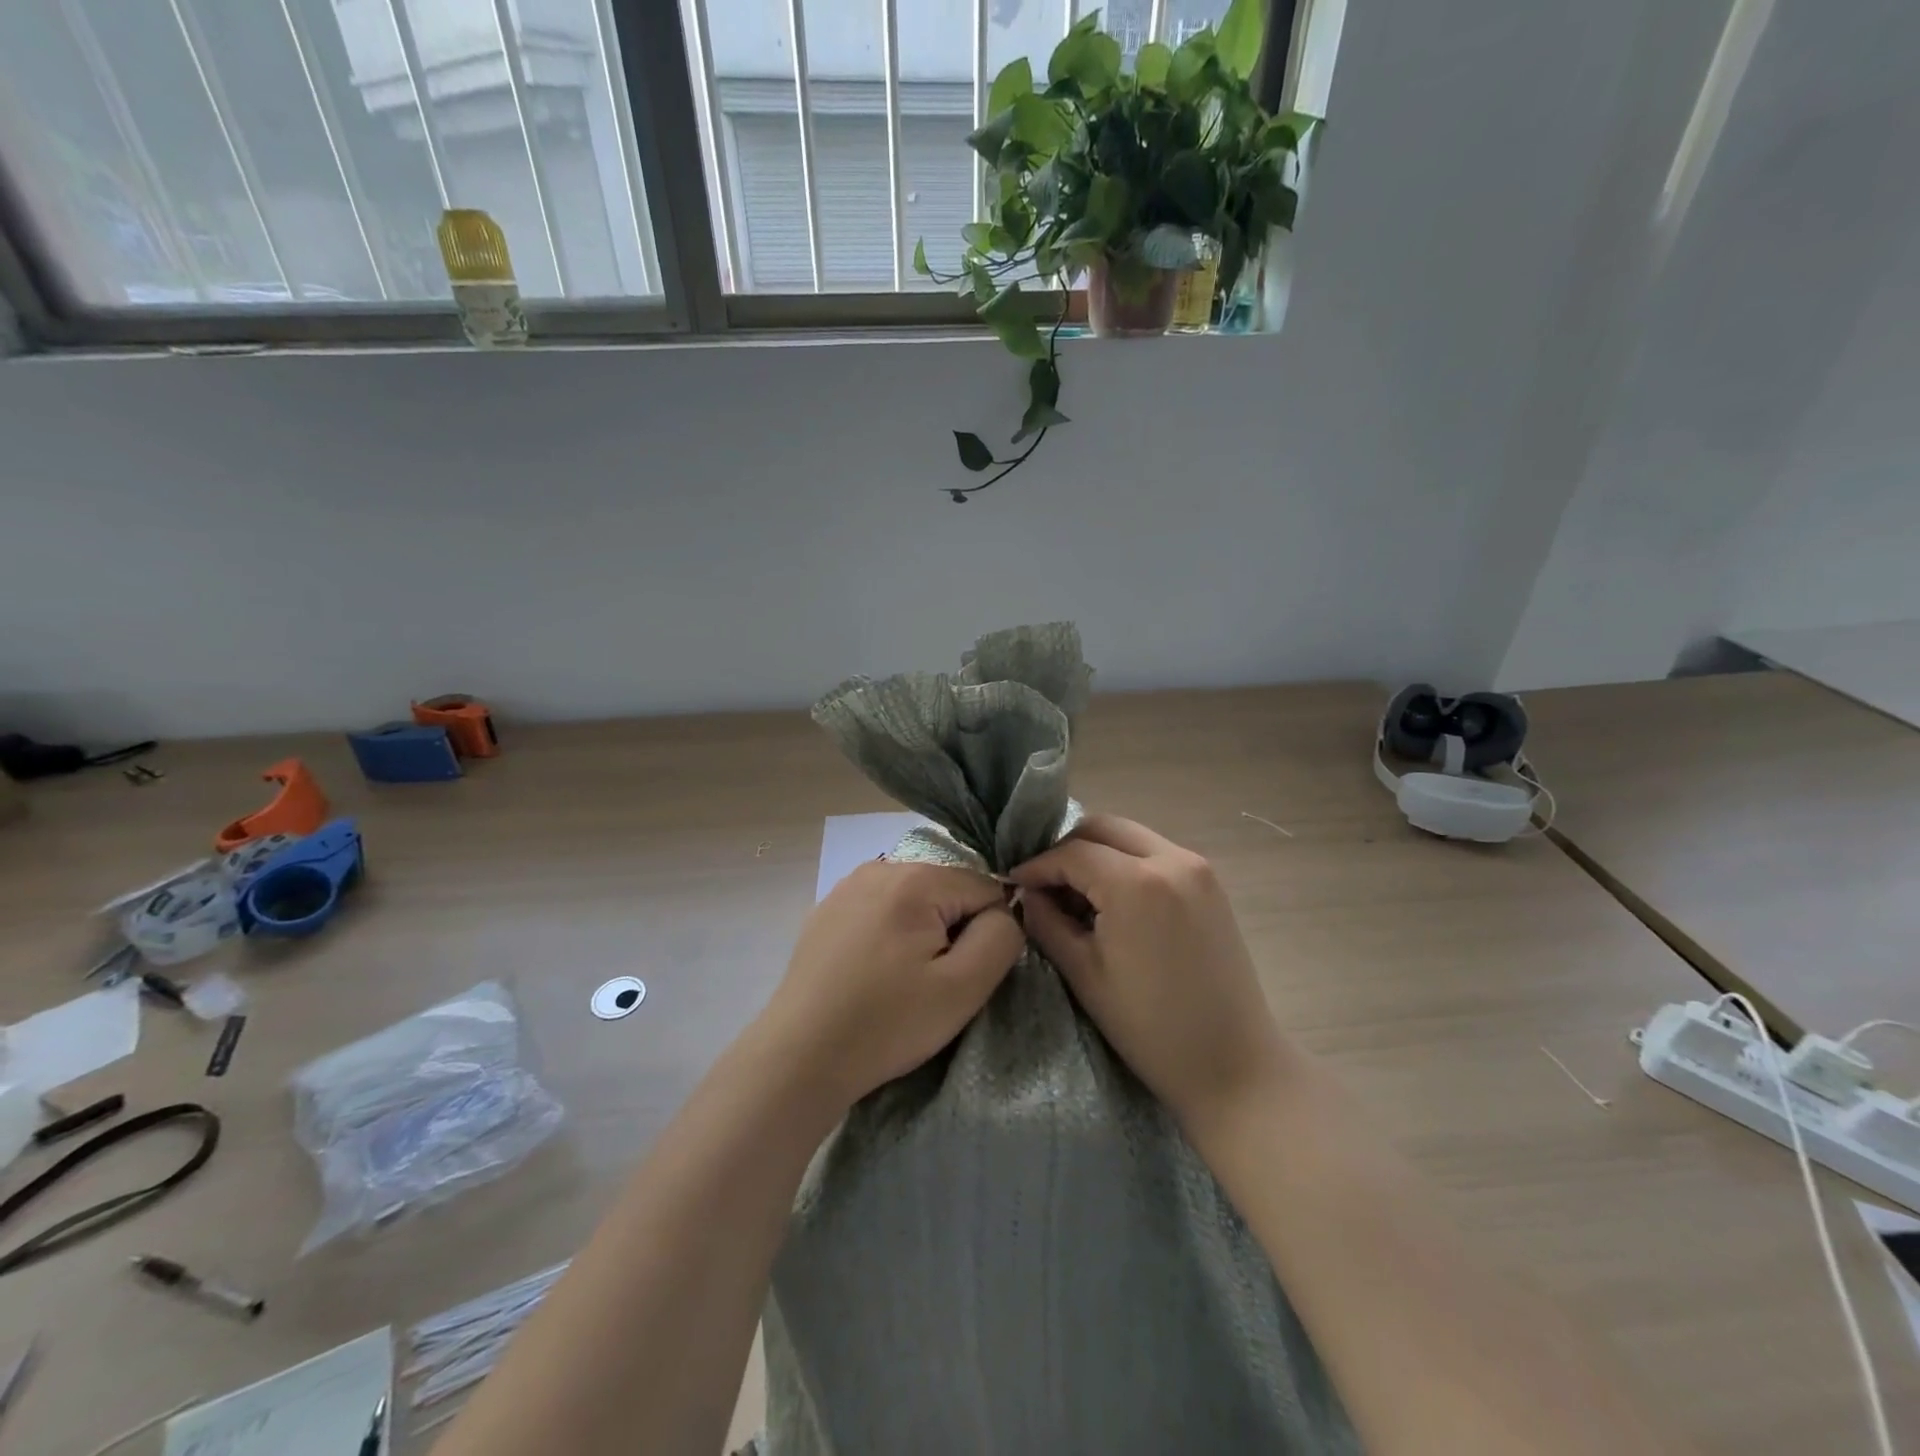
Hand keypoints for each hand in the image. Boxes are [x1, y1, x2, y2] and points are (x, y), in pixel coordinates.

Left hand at [754, 860, 1025, 1112]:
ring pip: (915, 900)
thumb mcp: (964, 988)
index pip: (985, 888)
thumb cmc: (887, 1024)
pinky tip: (873, 973)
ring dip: (922, 933)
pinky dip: (890, 934)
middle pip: (948, 890)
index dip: (987, 934)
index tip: (961, 974)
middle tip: (931, 983)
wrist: (800, 1057)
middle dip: (952, 931)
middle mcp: (880, 867)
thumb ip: (1001, 937)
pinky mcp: (827, 908)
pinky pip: (881, 909)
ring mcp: (848, 885)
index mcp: (916, 879)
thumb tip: (1005, 911)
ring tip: (901, 980)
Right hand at [1010, 816, 1289, 1132]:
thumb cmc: (1150, 1028)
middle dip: (1067, 849)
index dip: (1036, 866)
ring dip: (1097, 854)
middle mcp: (1171, 858)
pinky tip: (1113, 901)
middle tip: (1044, 884)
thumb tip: (1028, 893)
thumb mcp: (1084, 974)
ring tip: (1077, 895)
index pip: (1071, 853)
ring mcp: (1198, 868)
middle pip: (1103, 828)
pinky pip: (1155, 854)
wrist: (1234, 1065)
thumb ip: (1047, 922)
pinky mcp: (1211, 883)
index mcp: (1136, 883)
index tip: (1014, 884)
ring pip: (1130, 837)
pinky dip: (1126, 864)